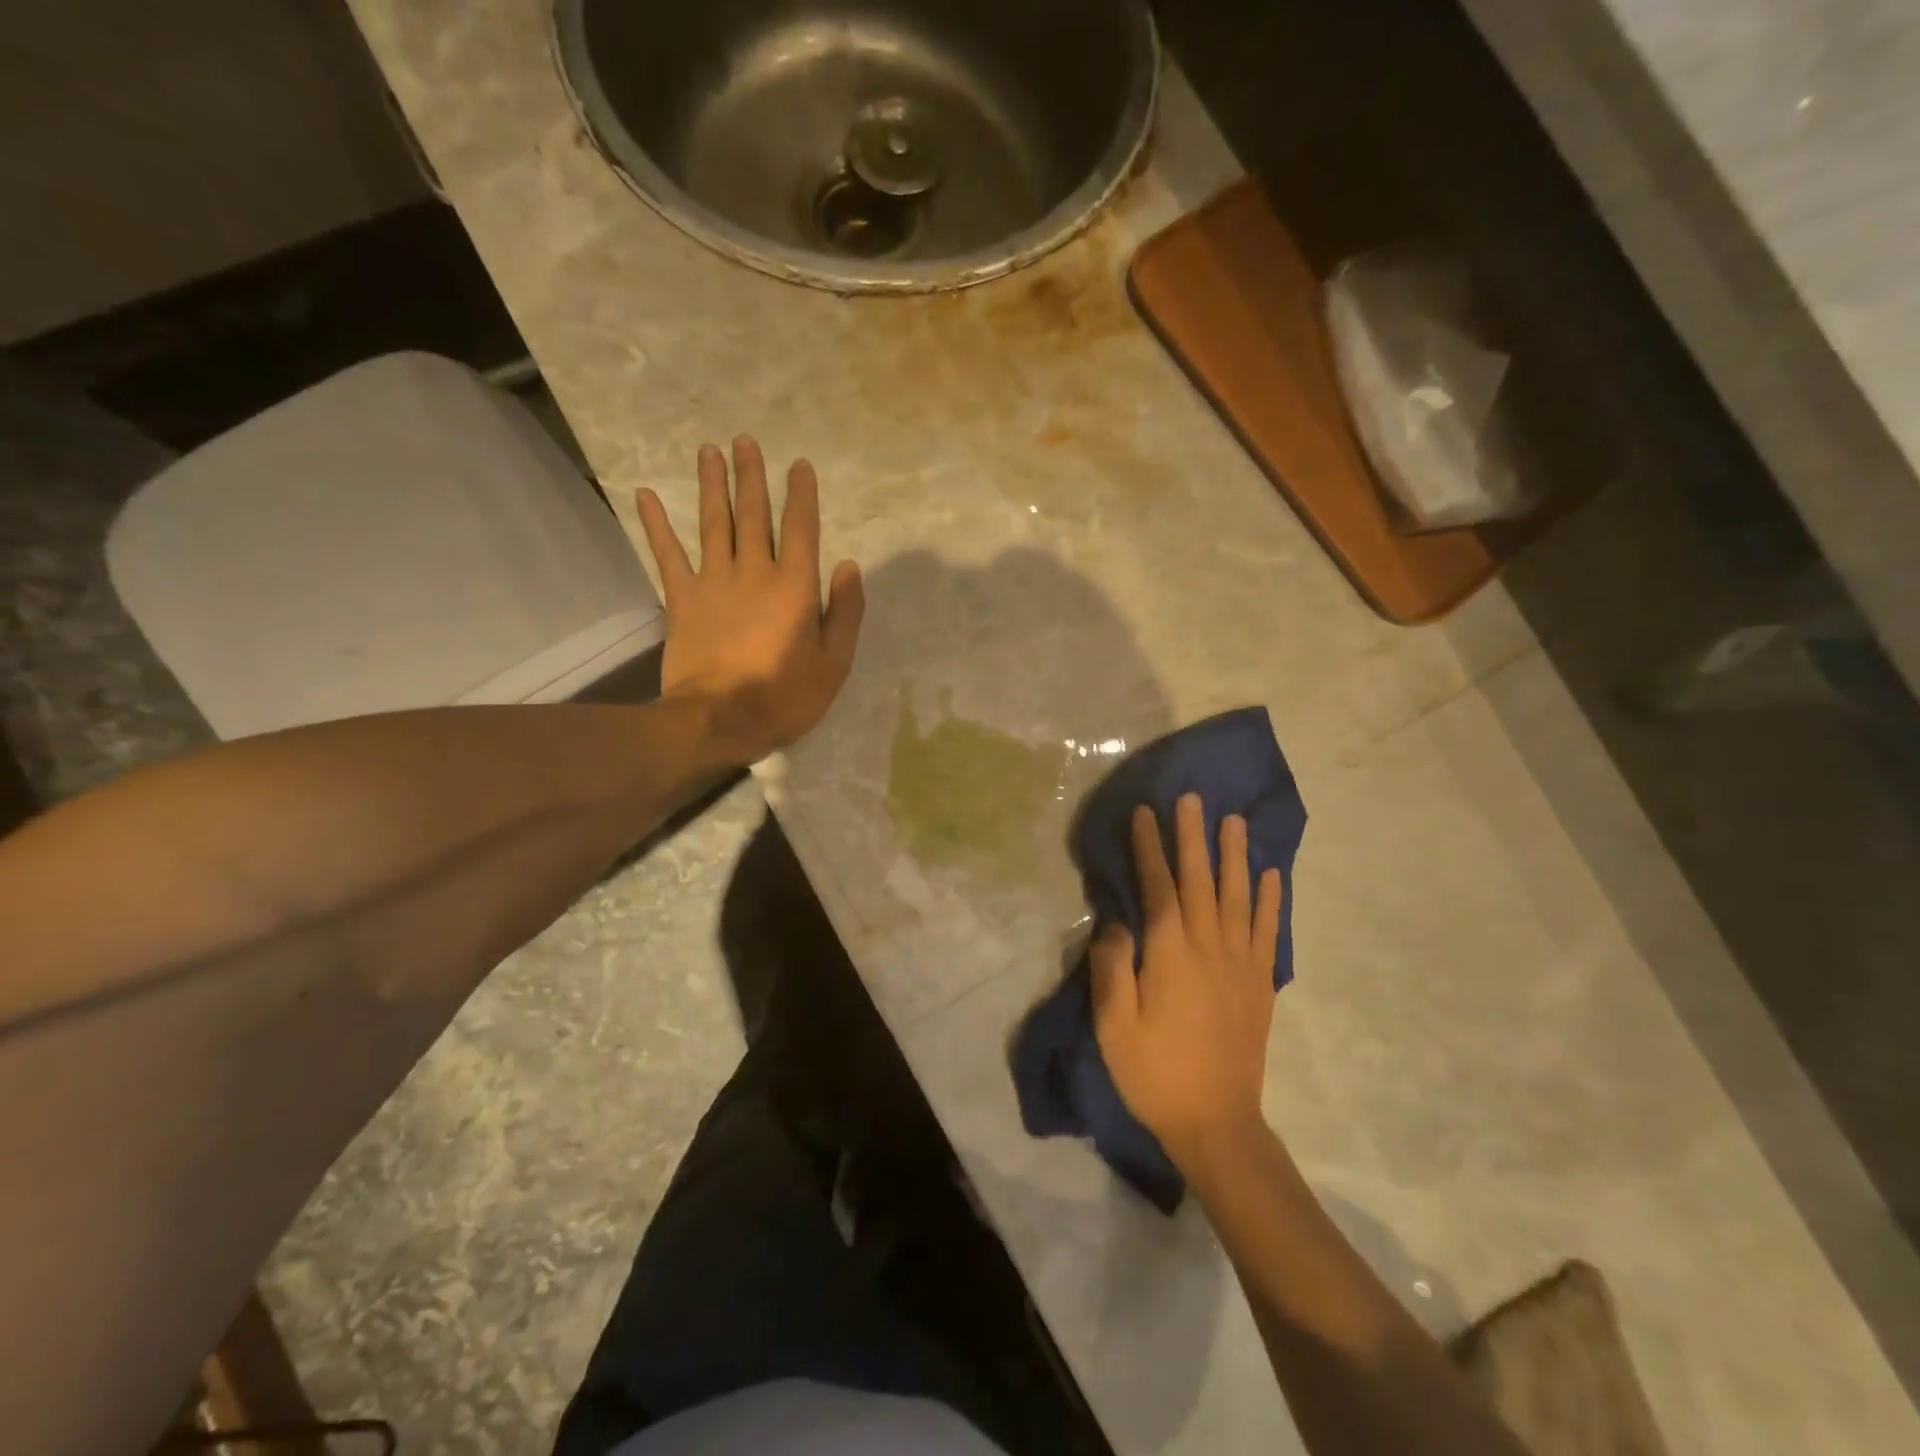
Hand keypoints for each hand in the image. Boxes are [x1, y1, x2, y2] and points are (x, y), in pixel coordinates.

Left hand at [636, 436, 863, 761]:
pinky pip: (667, 554)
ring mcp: (714, 582)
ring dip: (712, 485)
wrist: (720, 720)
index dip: (801, 495)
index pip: (800, 529)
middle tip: (745, 440)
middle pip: (753, 514)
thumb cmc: (785, 696)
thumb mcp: (834, 663)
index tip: (799, 465)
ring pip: (714, 523)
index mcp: (795, 586)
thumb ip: (845, 612)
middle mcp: (754, 572)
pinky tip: (645, 494)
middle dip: (751, 476)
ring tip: (709, 451)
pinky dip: (656, 524)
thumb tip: (848, 566)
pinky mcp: (682, 599)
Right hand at [1091, 794, 1283, 1170]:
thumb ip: (1113, 968)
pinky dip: (1273, 901)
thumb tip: (1117, 923)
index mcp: (1170, 954)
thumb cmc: (1154, 1073)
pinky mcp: (1260, 983)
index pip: (1159, 887)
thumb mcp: (1114, 1026)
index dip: (1150, 848)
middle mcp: (1208, 947)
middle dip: (1193, 837)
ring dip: (1235, 856)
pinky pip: (1269, 932)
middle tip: (1192, 798)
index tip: (1145, 813)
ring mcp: (1240, 964)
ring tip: (1233, 821)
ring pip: (1239, 897)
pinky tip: (1273, 875)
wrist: (1216, 1123)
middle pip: (1201, 881)